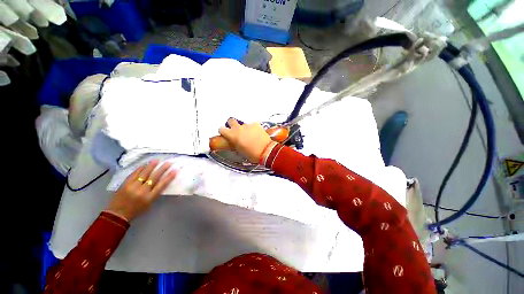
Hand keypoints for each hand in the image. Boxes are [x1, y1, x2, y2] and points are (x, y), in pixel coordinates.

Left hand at [106, 161, 176, 220]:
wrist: (118, 214)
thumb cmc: (137, 210)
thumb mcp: (149, 203)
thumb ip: (155, 192)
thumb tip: (162, 181)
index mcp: (150, 197)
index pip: (162, 185)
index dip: (169, 177)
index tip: (175, 170)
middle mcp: (142, 191)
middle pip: (154, 178)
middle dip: (162, 169)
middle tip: (168, 163)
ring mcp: (133, 187)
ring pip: (144, 174)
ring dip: (151, 166)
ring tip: (156, 160)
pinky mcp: (125, 184)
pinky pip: (134, 174)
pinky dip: (139, 169)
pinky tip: (144, 165)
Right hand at [219, 118, 275, 162]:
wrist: (265, 151)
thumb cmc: (252, 154)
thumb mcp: (239, 151)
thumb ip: (235, 144)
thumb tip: (234, 142)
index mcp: (232, 135)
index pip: (221, 129)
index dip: (223, 131)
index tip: (226, 134)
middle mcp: (238, 128)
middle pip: (231, 121)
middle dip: (232, 125)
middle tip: (236, 131)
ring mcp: (247, 125)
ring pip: (243, 124)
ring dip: (244, 128)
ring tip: (250, 135)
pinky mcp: (256, 124)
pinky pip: (252, 125)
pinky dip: (253, 128)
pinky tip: (256, 134)